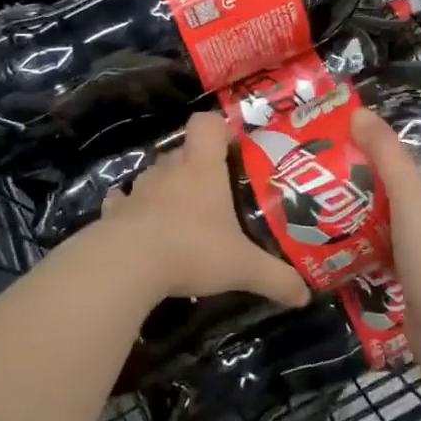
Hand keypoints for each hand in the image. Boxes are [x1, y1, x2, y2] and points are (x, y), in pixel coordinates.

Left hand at [96, 113, 311, 309]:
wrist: (127, 265)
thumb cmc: (192, 249)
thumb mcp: (242, 267)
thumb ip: (275, 278)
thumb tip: (305, 296)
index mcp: (201, 168)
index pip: (206, 123)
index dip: (219, 128)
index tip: (232, 147)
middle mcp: (169, 170)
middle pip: (182, 151)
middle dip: (197, 165)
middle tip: (216, 191)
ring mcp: (139, 189)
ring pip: (155, 175)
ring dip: (166, 187)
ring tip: (182, 214)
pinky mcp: (115, 212)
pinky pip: (125, 201)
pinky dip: (132, 209)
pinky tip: (140, 226)